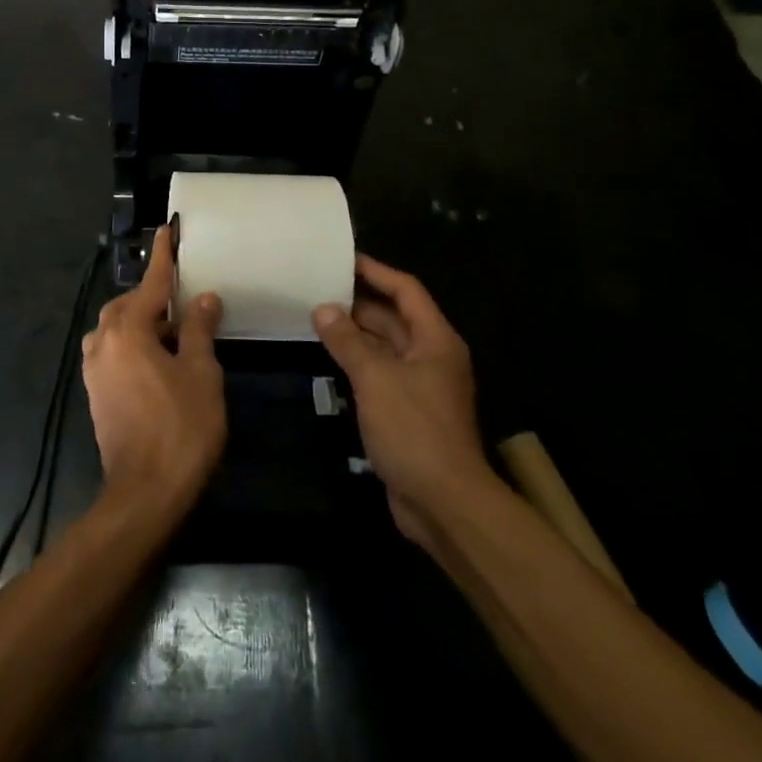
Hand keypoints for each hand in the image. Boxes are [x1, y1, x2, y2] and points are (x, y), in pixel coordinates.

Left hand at [81, 224, 225, 516]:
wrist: (144, 493)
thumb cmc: (180, 428)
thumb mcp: (200, 373)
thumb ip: (198, 329)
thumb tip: (203, 298)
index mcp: (129, 330)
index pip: (150, 282)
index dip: (163, 256)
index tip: (168, 229)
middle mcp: (104, 342)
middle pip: (128, 304)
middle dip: (153, 296)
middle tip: (183, 299)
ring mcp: (95, 369)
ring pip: (117, 328)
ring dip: (141, 321)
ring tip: (172, 331)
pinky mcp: (95, 392)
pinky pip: (112, 350)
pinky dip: (132, 343)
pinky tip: (156, 359)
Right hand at [313, 254, 500, 546]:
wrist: (445, 503)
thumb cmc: (414, 429)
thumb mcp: (375, 378)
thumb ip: (347, 341)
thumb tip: (323, 308)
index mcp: (435, 340)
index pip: (406, 291)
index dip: (377, 272)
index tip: (344, 259)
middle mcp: (432, 357)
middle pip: (394, 319)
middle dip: (359, 304)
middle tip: (319, 290)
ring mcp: (422, 387)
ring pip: (386, 349)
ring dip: (356, 336)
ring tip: (316, 319)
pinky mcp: (409, 413)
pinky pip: (381, 376)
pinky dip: (358, 364)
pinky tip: (330, 361)